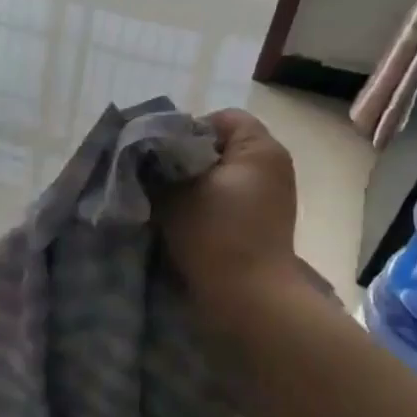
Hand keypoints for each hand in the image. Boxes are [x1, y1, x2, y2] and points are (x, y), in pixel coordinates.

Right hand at [161, 109, 301, 318]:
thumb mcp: (173, 194)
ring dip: (196, 187)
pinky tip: (185, 223)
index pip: (220, 119)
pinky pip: (230, 202)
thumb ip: (155, 168)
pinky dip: (209, 207)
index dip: (185, 130)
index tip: (159, 156)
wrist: (248, 297)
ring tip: (167, 204)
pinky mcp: (265, 224)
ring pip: (223, 177)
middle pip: (221, 148)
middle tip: (157, 179)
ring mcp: (273, 197)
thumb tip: (143, 157)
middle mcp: (273, 166)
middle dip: (187, 161)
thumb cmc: (214, 235)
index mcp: (259, 147)